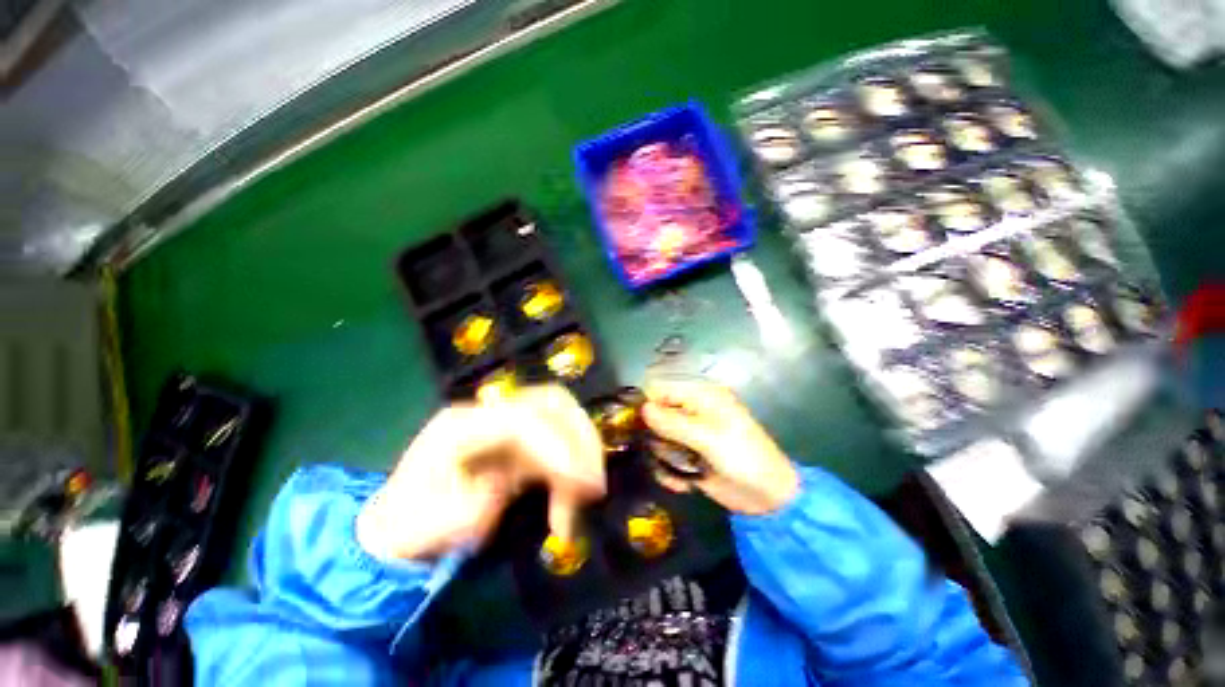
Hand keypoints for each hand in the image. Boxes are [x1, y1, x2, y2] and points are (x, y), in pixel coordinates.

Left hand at [357, 386, 605, 560]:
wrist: (398, 525)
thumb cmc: (407, 529)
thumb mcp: (427, 529)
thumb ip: (474, 506)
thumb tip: (512, 488)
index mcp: (460, 426)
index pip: (521, 419)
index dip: (556, 446)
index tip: (580, 484)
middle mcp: (488, 413)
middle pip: (551, 402)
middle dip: (581, 439)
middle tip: (594, 485)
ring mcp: (506, 422)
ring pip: (563, 415)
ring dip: (584, 450)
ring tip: (588, 495)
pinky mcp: (520, 438)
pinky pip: (560, 439)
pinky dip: (574, 464)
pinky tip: (570, 499)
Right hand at [642, 379, 798, 515]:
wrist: (768, 497)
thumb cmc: (743, 458)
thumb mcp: (708, 438)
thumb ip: (673, 423)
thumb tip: (643, 409)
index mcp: (700, 396)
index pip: (661, 390)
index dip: (648, 406)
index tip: (639, 427)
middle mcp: (693, 411)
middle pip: (656, 415)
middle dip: (657, 437)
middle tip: (667, 453)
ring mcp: (690, 434)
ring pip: (658, 439)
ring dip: (665, 458)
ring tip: (681, 470)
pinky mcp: (690, 455)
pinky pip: (667, 458)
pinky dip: (670, 471)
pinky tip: (683, 483)